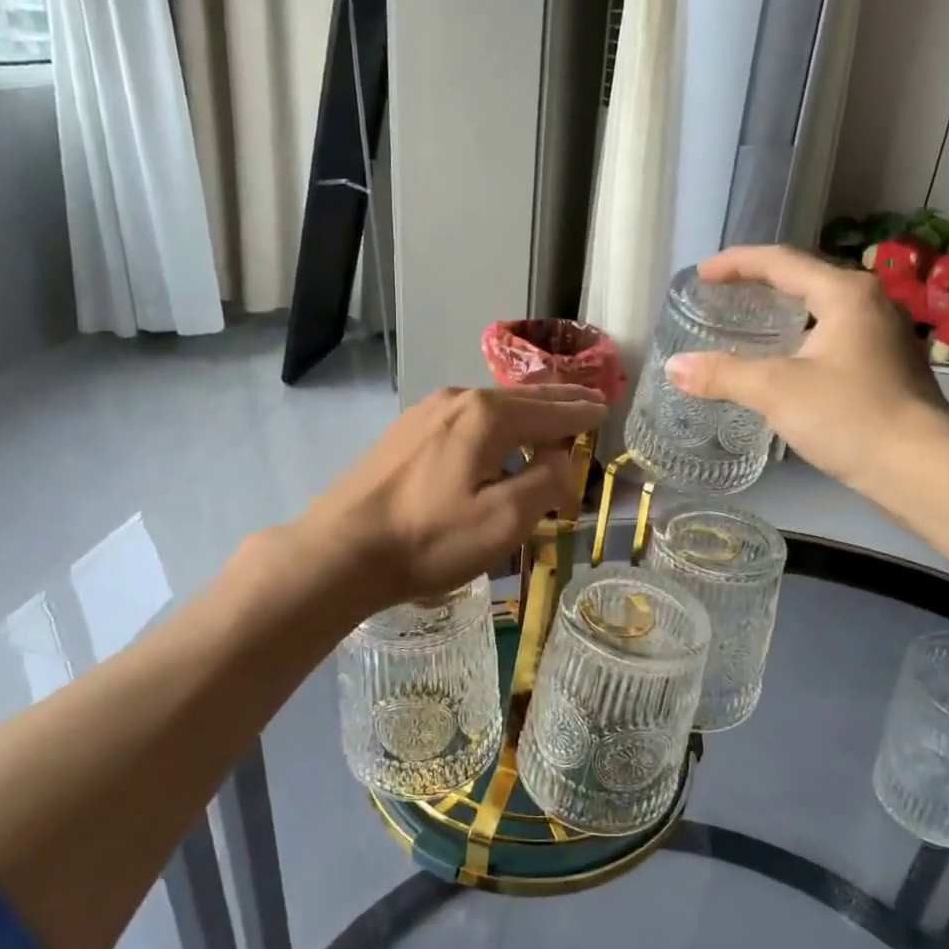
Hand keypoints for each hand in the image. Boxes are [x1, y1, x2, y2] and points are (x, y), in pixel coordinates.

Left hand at [297, 385, 607, 609]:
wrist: (341, 550)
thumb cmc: (429, 539)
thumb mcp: (503, 521)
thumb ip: (545, 484)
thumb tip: (562, 458)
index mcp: (487, 416)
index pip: (551, 410)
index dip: (582, 412)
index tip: (606, 409)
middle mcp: (457, 400)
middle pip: (521, 398)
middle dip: (558, 401)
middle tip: (589, 399)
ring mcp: (425, 413)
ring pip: (491, 406)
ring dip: (525, 413)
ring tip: (548, 420)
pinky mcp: (405, 432)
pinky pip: (465, 418)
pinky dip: (494, 423)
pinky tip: (495, 437)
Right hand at [665, 245, 948, 499]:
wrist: (921, 469)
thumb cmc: (849, 416)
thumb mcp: (776, 391)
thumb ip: (722, 374)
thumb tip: (674, 367)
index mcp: (846, 294)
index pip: (781, 262)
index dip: (737, 263)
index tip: (702, 274)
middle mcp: (870, 303)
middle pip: (805, 279)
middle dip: (761, 283)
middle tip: (722, 295)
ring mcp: (884, 335)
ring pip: (822, 309)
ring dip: (783, 311)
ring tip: (748, 324)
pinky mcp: (887, 367)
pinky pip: (833, 336)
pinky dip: (801, 337)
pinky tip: (785, 361)